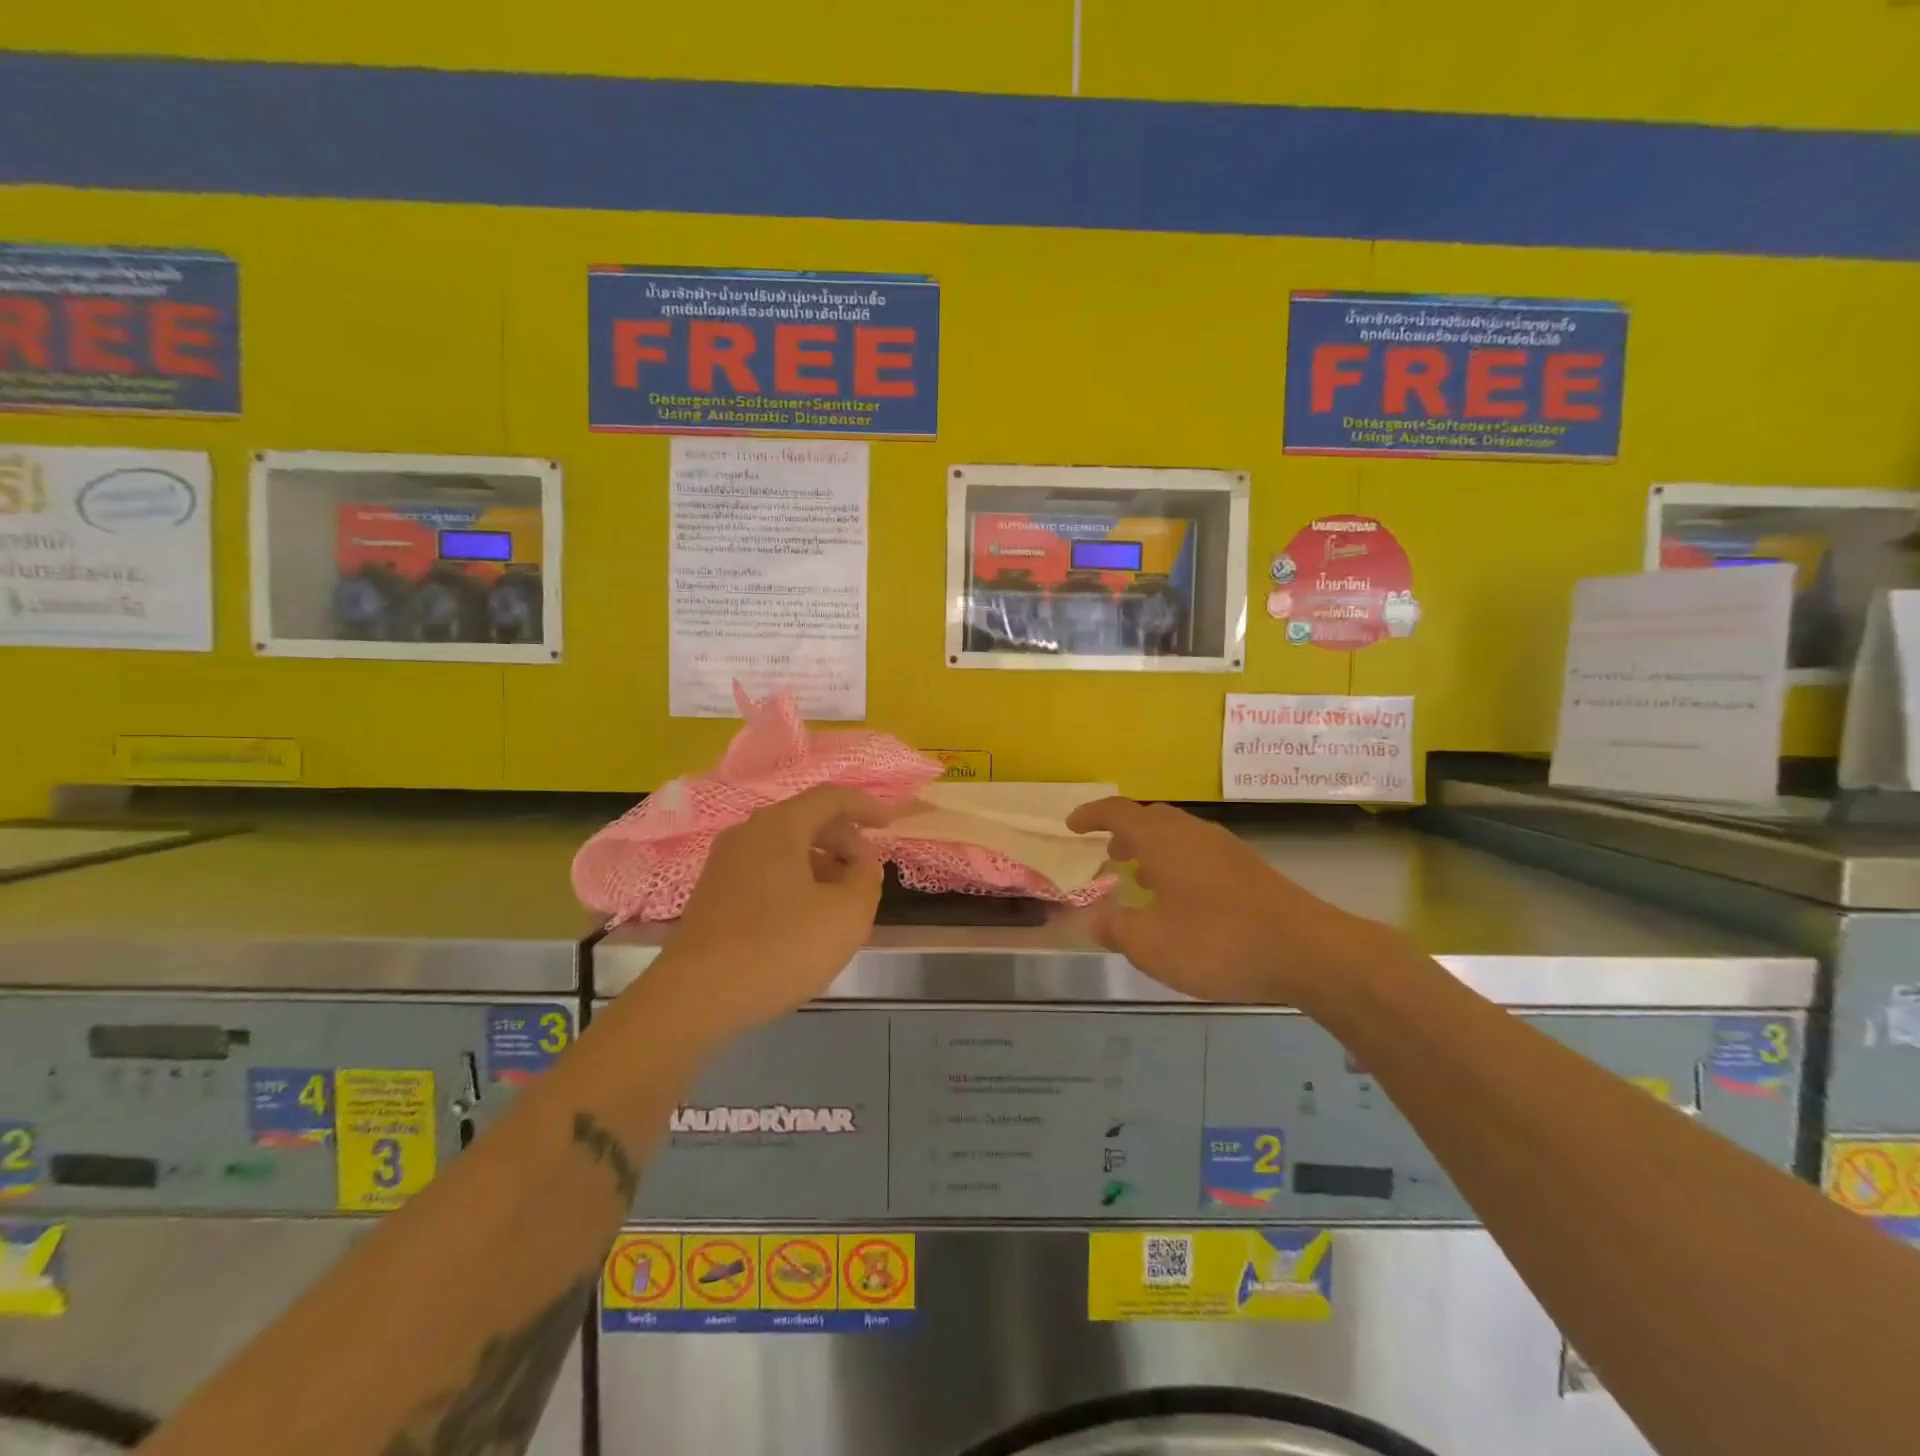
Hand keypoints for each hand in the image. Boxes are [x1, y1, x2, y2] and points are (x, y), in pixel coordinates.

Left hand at [642, 786, 892, 1042]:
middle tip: (867, 869)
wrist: (694, 997)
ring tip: (842, 898)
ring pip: (784, 847)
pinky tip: (805, 917)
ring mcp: (724, 864)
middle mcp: (747, 834)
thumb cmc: (779, 947)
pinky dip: (795, 880)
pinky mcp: (712, 894)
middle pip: (805, 820)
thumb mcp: (846, 916)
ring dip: (820, 863)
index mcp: (779, 826)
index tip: (891, 823)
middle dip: (844, 839)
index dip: (866, 806)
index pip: (830, 797)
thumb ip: (865, 879)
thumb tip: (862, 863)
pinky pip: (765, 870)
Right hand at [1066, 798, 1394, 1007]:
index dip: (1091, 815)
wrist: (1307, 950)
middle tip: (1109, 853)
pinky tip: (1183, 898)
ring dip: (1152, 848)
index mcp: (1162, 841)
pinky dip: (1178, 862)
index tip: (1072, 825)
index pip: (1117, 812)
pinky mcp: (1249, 868)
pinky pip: (1199, 851)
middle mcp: (1192, 833)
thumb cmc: (1218, 942)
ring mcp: (1225, 848)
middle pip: (1150, 818)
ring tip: (1141, 875)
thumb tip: (1095, 919)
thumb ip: (1117, 929)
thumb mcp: (1152, 946)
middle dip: (1124, 831)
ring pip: (1178, 835)